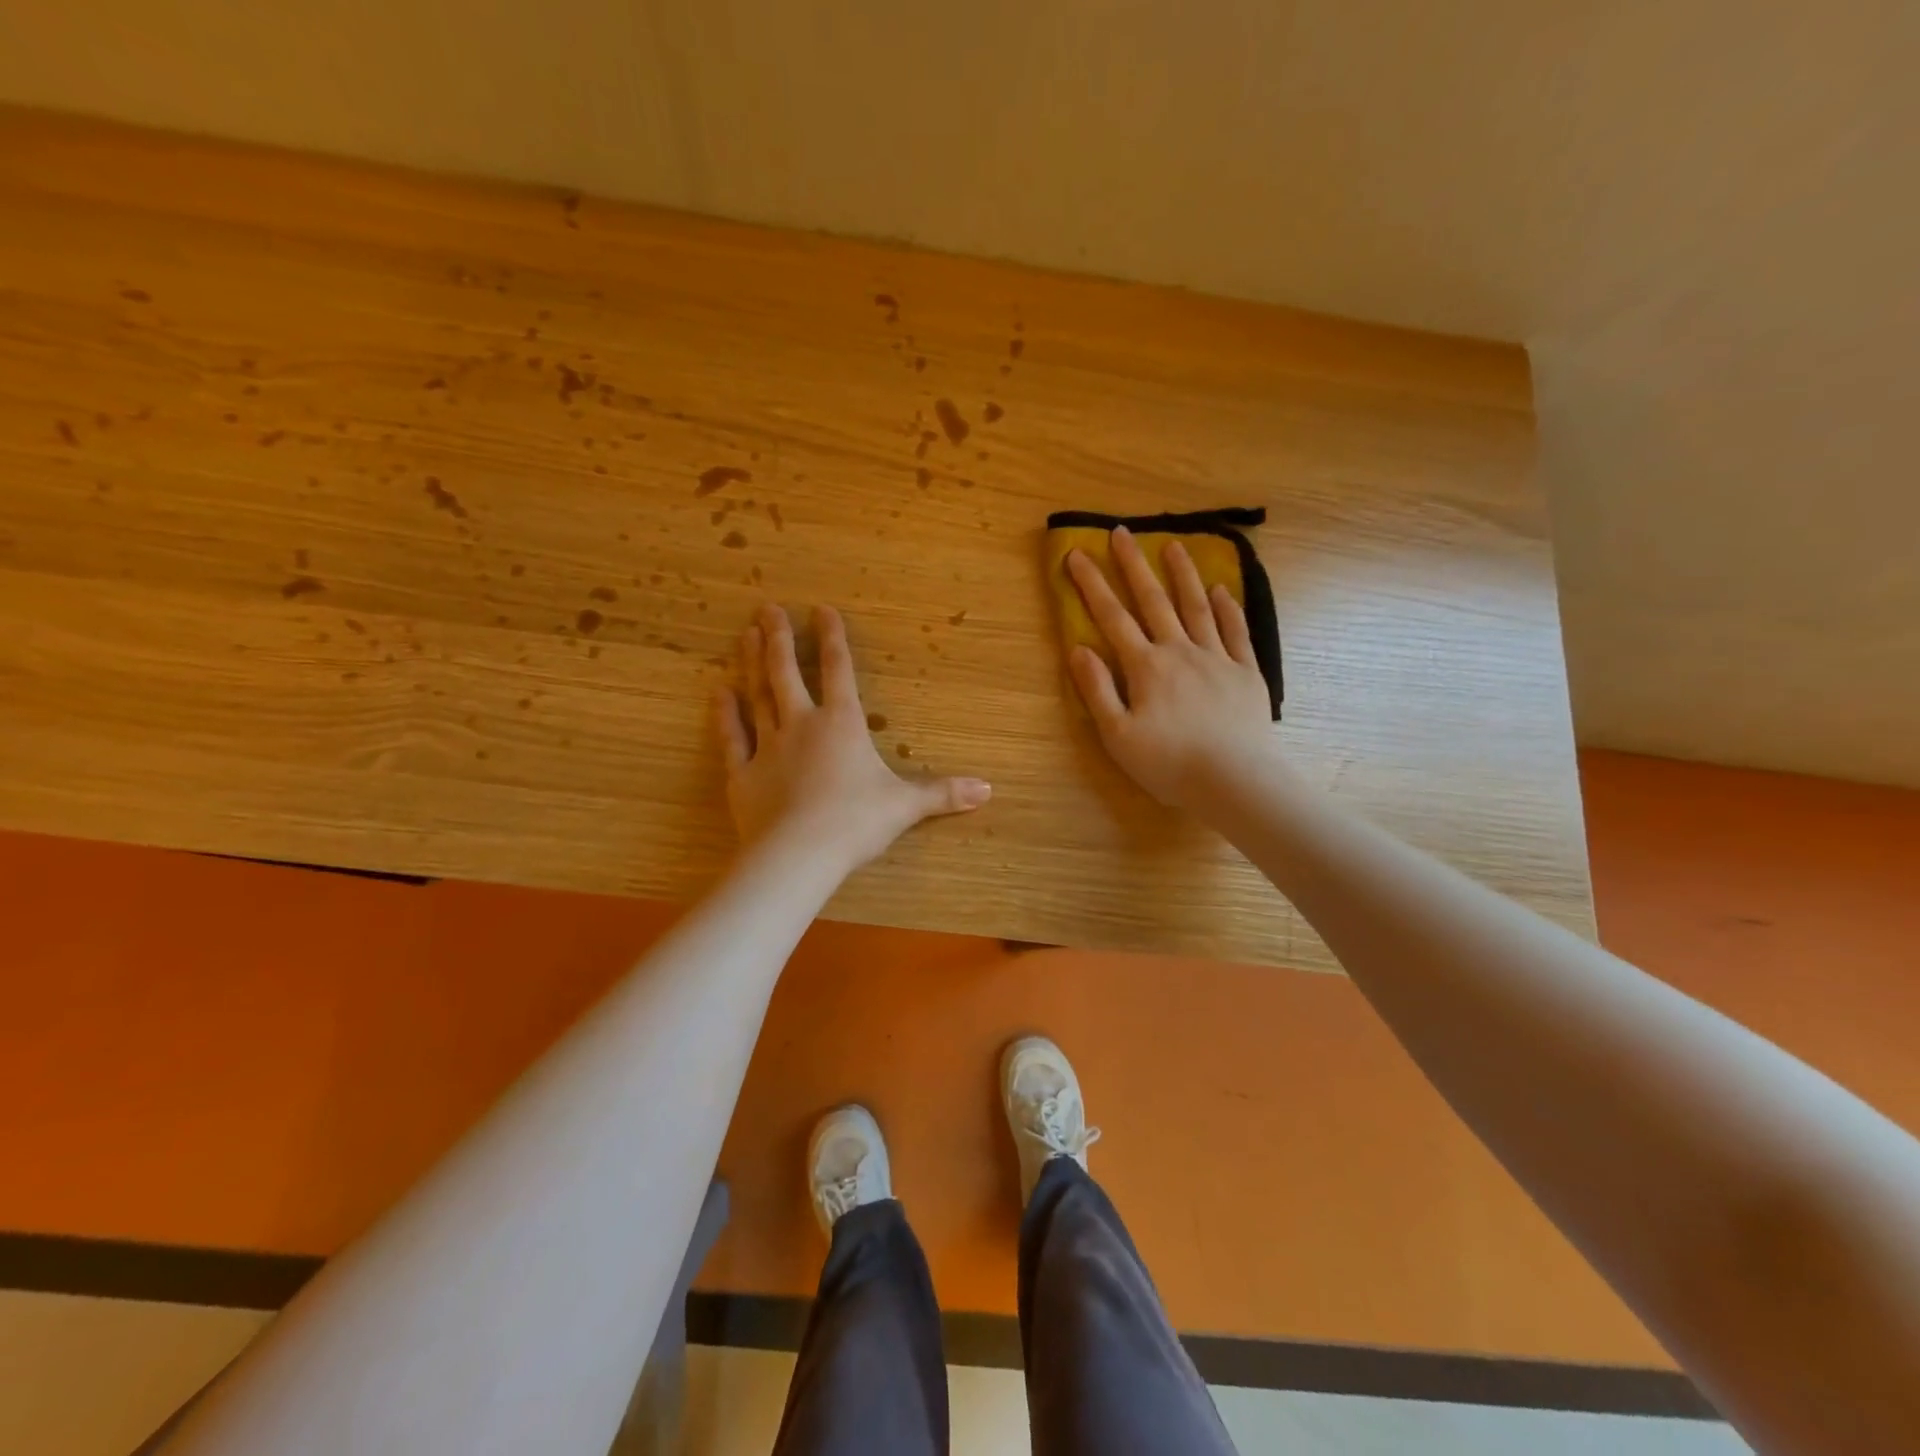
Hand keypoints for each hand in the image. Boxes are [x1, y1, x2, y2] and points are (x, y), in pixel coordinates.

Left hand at [715, 603, 990, 871]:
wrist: (800, 855)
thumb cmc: (856, 822)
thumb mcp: (906, 806)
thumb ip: (943, 794)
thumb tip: (988, 791)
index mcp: (843, 724)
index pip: (839, 670)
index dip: (834, 638)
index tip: (821, 609)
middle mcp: (802, 725)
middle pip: (787, 673)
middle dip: (780, 639)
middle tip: (766, 609)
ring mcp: (768, 747)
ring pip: (757, 696)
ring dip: (751, 664)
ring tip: (746, 635)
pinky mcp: (742, 774)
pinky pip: (731, 738)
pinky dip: (724, 716)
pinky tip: (718, 693)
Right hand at [1065, 526, 1274, 808]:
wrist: (1235, 780)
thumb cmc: (1169, 763)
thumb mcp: (1117, 735)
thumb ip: (1097, 690)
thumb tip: (1078, 649)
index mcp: (1146, 667)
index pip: (1113, 618)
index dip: (1092, 585)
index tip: (1077, 554)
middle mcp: (1180, 651)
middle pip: (1153, 601)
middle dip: (1134, 565)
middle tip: (1122, 532)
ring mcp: (1217, 658)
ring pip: (1197, 607)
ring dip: (1183, 575)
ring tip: (1174, 545)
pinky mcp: (1246, 673)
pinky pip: (1235, 632)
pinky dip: (1227, 608)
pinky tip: (1222, 589)